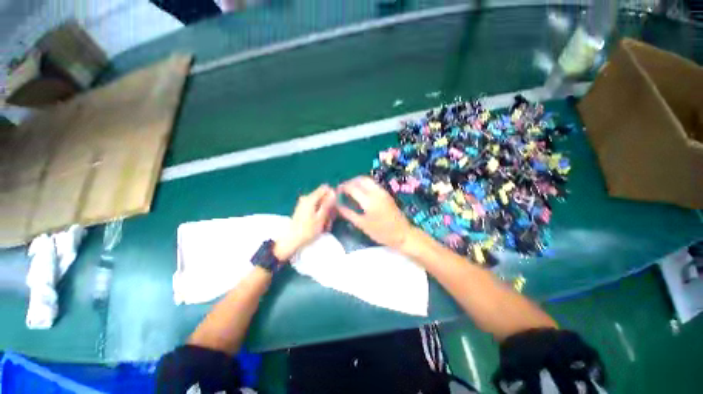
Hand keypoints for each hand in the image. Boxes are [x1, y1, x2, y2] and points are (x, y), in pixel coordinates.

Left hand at [274, 184, 336, 260]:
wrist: (291, 241)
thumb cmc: (307, 230)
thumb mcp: (321, 217)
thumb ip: (327, 203)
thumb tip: (333, 192)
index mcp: (310, 198)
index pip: (324, 188)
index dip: (331, 195)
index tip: (334, 206)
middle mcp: (306, 198)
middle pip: (322, 197)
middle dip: (329, 207)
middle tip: (330, 220)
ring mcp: (303, 204)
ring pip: (319, 204)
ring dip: (325, 213)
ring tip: (326, 226)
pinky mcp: (302, 209)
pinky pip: (315, 208)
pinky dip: (319, 215)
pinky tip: (321, 225)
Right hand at [336, 176, 413, 249]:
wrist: (403, 233)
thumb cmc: (381, 232)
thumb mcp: (362, 225)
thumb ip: (348, 213)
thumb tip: (337, 205)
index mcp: (369, 200)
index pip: (352, 187)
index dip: (342, 188)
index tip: (336, 192)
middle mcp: (376, 192)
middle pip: (360, 179)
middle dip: (349, 182)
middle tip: (342, 189)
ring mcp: (382, 191)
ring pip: (367, 180)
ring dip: (357, 181)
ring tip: (350, 190)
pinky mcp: (386, 193)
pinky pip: (372, 184)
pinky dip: (364, 184)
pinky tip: (360, 193)